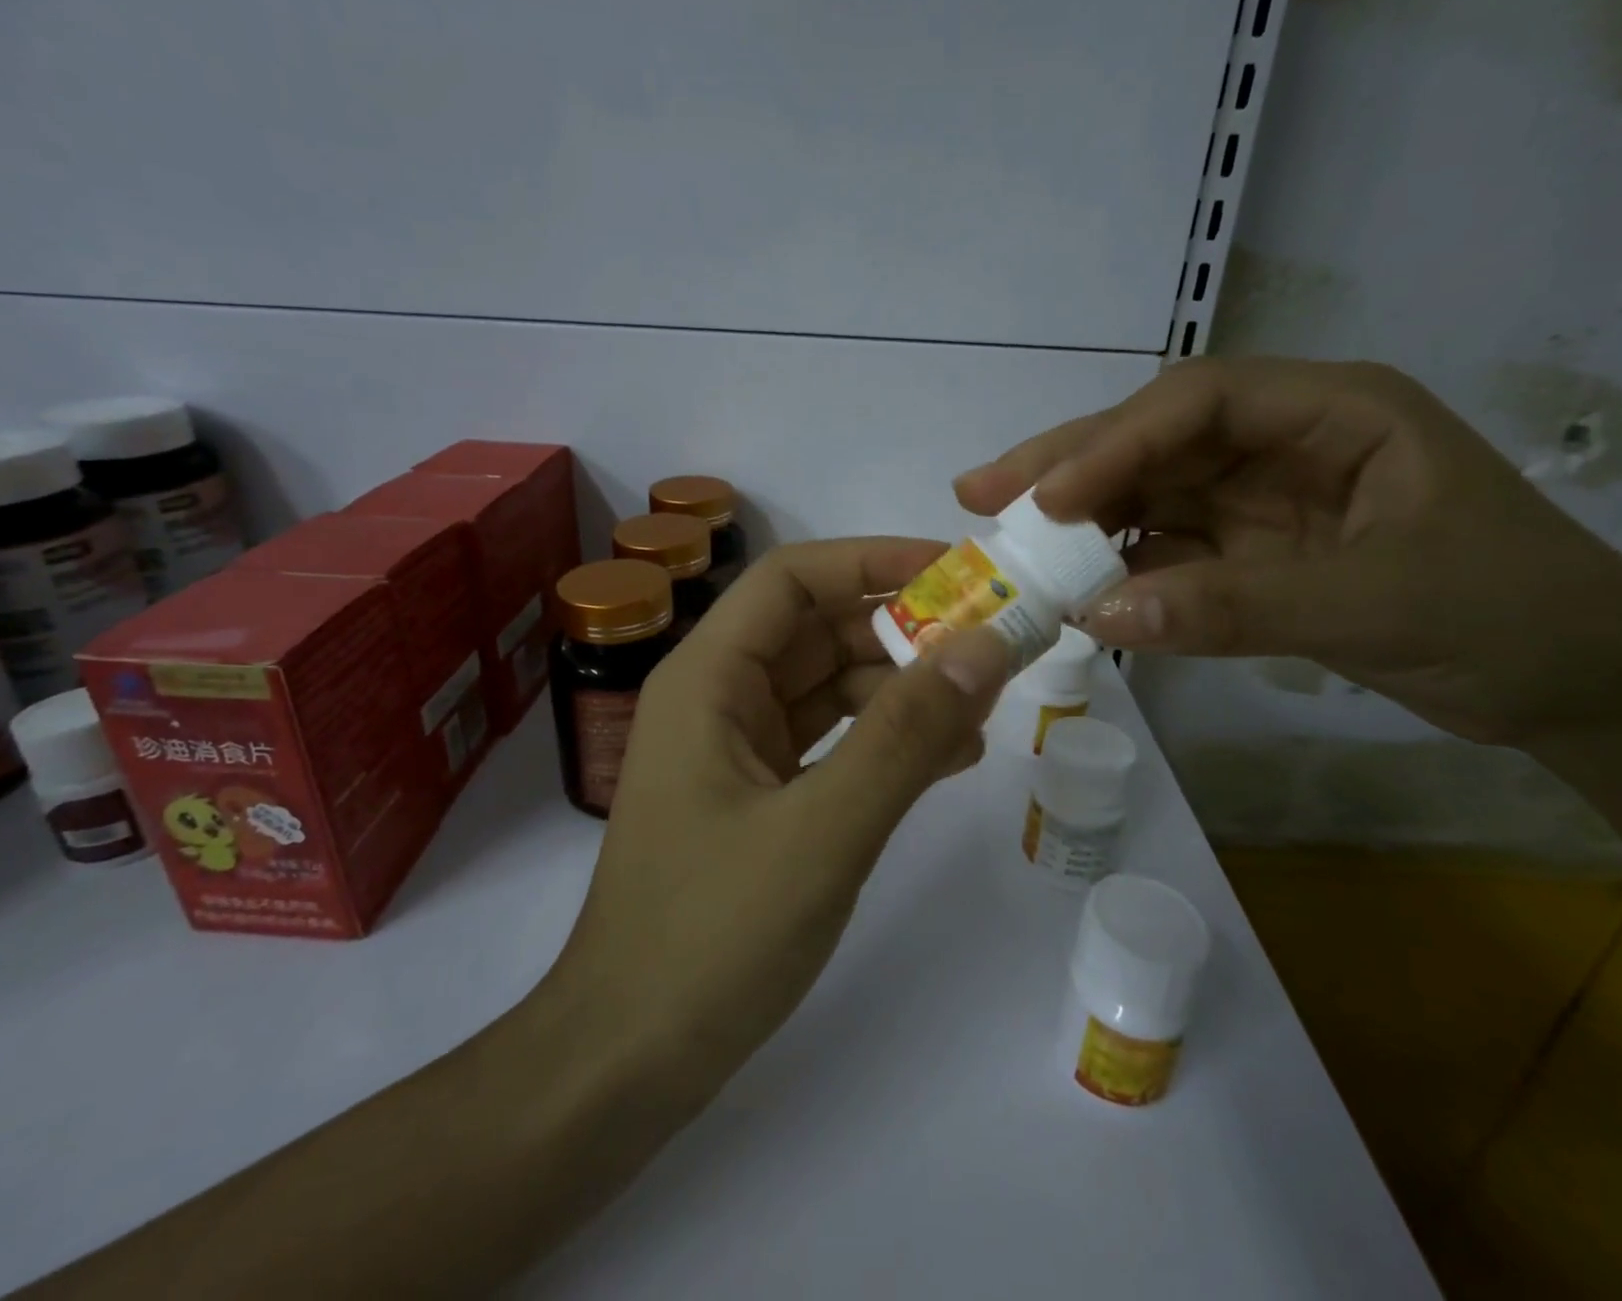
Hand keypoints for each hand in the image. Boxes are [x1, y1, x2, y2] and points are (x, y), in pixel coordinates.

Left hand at [552, 539, 1013, 1101]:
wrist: (629, 1060)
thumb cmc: (711, 936)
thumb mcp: (824, 830)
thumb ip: (908, 735)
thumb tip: (987, 647)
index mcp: (708, 678)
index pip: (793, 579)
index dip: (873, 560)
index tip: (957, 571)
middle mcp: (717, 698)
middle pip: (817, 630)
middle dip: (902, 630)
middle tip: (992, 641)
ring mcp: (736, 748)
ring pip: (829, 687)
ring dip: (902, 688)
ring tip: (982, 705)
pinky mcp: (758, 795)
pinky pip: (830, 741)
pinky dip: (884, 739)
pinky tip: (946, 757)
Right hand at [956, 357, 1621, 745]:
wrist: (1578, 687)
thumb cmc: (1511, 616)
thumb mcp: (1377, 603)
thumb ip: (1233, 605)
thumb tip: (1096, 615)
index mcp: (1330, 411)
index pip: (1196, 404)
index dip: (1113, 444)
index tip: (1046, 500)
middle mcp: (1280, 442)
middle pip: (1151, 441)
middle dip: (1066, 467)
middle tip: (978, 493)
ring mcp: (1257, 500)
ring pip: (1146, 496)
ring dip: (1078, 522)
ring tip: (1005, 543)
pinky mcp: (1245, 553)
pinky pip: (1162, 551)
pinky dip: (1116, 570)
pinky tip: (1071, 590)